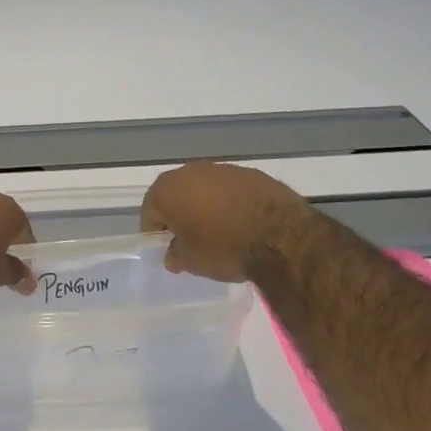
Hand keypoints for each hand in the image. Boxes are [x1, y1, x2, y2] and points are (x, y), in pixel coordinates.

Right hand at [141, 162, 317, 280]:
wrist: (280, 237)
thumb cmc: (223, 247)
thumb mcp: (191, 261)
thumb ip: (175, 254)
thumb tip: (173, 254)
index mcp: (168, 189)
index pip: (150, 211)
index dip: (155, 231)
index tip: (166, 248)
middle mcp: (191, 171)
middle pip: (176, 194)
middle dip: (179, 214)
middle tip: (189, 239)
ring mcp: (223, 169)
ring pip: (205, 189)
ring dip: (205, 206)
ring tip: (218, 231)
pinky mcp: (252, 173)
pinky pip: (231, 190)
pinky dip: (231, 203)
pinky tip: (242, 223)